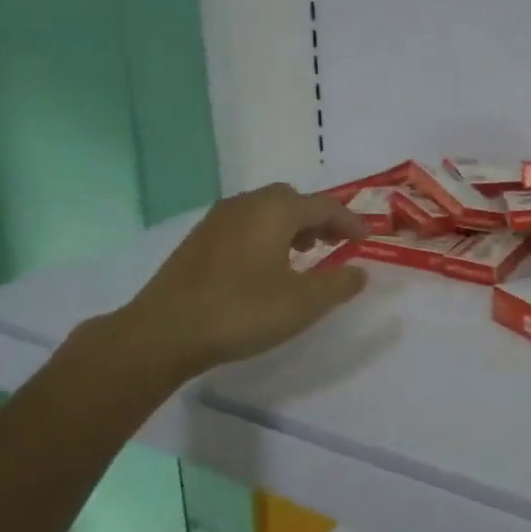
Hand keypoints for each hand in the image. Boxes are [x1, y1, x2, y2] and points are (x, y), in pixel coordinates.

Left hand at [117, 184, 368, 383]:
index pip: (324, 206)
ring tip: (305, 254)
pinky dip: (266, 234)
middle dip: (319, 218)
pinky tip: (266, 265)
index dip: (350, 222)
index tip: (367, 240)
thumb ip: (338, 284)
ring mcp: (218, 219)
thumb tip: (360, 271)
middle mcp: (246, 205)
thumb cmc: (241, 312)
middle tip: (335, 244)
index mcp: (275, 211)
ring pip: (266, 210)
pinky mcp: (199, 239)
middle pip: (293, 200)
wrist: (163, 332)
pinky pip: (245, 223)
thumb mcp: (302, 303)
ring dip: (292, 225)